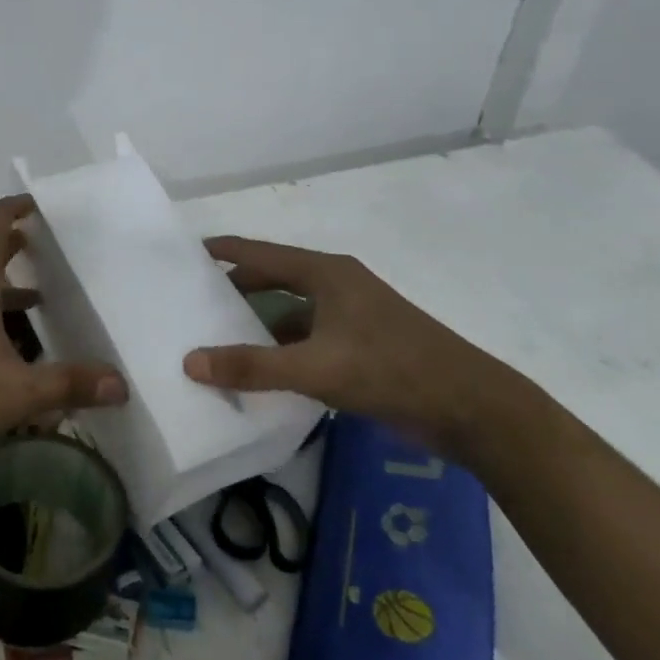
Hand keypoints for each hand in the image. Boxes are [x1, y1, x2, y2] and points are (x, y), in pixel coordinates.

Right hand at [182, 236, 537, 458]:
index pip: (261, 253)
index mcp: (327, 274)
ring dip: (259, 325)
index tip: (187, 253)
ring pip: (291, 313)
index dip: (225, 251)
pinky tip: (262, 373)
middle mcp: (337, 286)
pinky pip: (308, 339)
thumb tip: (189, 362)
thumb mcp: (316, 368)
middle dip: (236, 290)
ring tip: (218, 342)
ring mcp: (352, 317)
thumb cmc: (392, 370)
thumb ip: (252, 366)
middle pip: (274, 279)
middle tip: (194, 304)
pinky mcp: (362, 347)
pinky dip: (282, 351)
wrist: (471, 408)